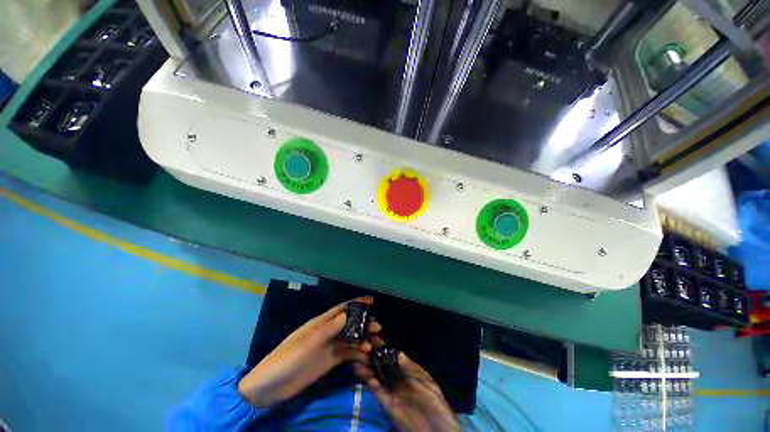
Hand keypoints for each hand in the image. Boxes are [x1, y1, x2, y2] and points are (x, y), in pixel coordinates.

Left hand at [238, 296, 380, 407]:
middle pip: (349, 324)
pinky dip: (357, 354)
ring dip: (363, 340)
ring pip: (350, 339)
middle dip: (364, 323)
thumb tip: (348, 314)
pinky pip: (347, 354)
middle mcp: (326, 332)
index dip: (356, 303)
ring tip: (375, 345)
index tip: (372, 301)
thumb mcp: (306, 344)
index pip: (341, 309)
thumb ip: (327, 329)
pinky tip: (366, 356)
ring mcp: (328, 347)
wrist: (269, 389)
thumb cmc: (285, 361)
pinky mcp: (328, 361)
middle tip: (378, 329)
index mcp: (319, 323)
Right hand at [353, 336, 459, 431]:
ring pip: (376, 372)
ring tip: (356, 349)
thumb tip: (398, 352)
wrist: (434, 430)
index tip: (374, 333)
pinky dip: (366, 378)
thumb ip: (410, 368)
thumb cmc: (434, 402)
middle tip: (362, 339)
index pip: (394, 353)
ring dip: (367, 362)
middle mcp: (397, 376)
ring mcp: (390, 388)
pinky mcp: (385, 401)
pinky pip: (374, 387)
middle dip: (373, 351)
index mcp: (408, 368)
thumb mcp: (424, 381)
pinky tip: (358, 367)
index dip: (384, 344)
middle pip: (383, 361)